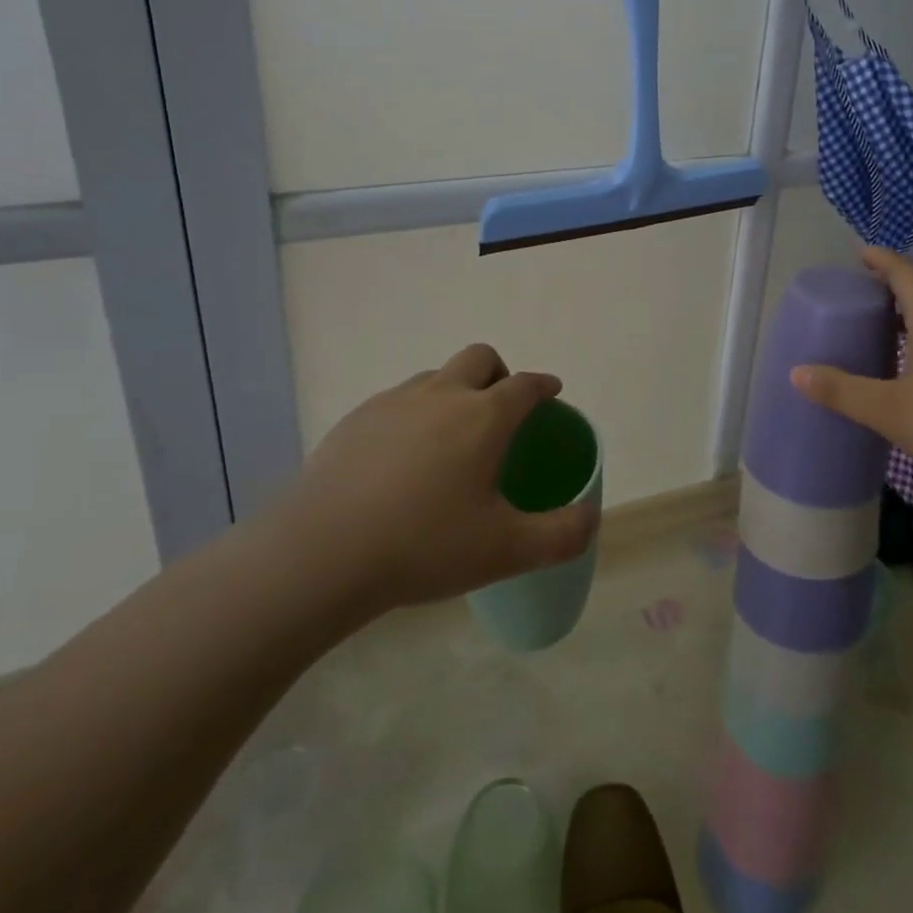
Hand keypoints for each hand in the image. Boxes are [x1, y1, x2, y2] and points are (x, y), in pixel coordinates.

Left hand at [270, 345, 596, 616]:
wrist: (321, 554)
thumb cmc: (424, 546)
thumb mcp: (506, 551)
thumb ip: (562, 535)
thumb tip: (592, 517)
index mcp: (483, 416)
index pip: (525, 384)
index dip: (544, 385)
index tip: (551, 392)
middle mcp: (441, 394)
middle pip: (480, 358)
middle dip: (499, 374)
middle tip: (500, 412)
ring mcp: (393, 402)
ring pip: (435, 377)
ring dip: (454, 392)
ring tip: (450, 440)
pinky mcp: (356, 419)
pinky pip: (397, 401)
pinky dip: (413, 415)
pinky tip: (401, 461)